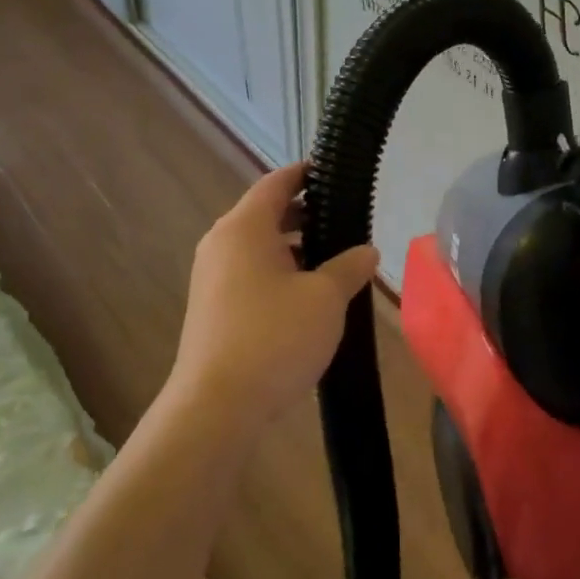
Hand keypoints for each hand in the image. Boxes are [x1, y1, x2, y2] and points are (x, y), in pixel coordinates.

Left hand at [172, 162, 380, 425]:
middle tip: (346, 219)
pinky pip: (250, 273)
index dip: (306, 173)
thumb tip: (367, 251)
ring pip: (259, 247)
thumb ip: (349, 267)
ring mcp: (212, 277)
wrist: (216, 407)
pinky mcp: (213, 308)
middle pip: (266, 213)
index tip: (333, 172)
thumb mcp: (325, 298)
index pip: (276, 183)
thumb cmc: (274, 338)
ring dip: (294, 247)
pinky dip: (279, 271)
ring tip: (335, 259)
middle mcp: (221, 244)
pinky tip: (309, 295)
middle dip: (306, 213)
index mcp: (244, 228)